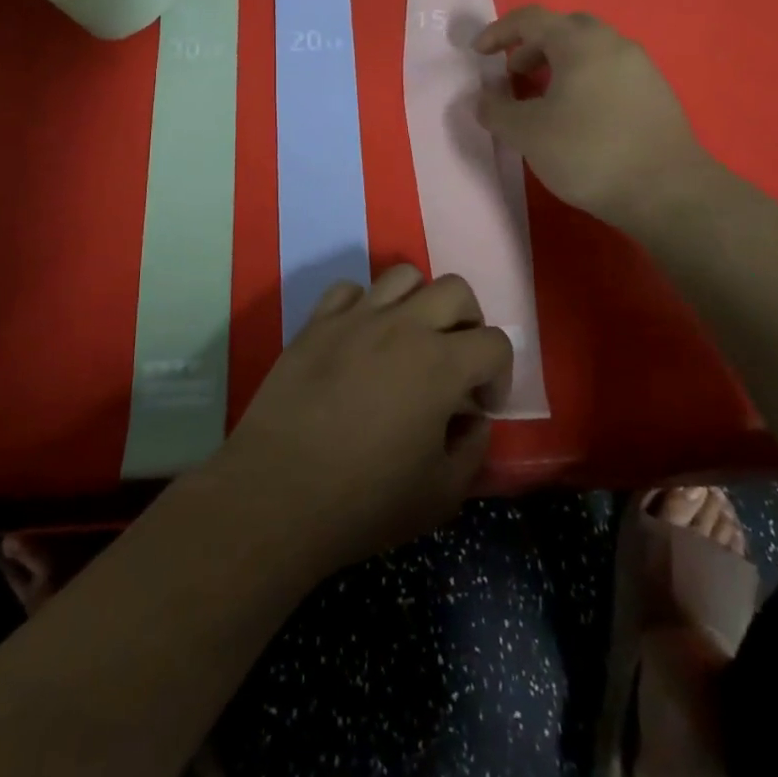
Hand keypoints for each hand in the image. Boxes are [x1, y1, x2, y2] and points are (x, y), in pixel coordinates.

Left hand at [210, 266, 511, 574]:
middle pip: (456, 290)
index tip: (481, 407)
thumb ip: (473, 450)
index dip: (499, 375)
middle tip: (456, 361)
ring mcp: (356, 318)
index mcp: (441, 364)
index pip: (495, 343)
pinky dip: (365, 306)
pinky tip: (360, 340)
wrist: (277, 493)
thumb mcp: (441, 495)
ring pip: (403, 276)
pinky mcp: (316, 322)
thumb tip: (473, 420)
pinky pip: (350, 290)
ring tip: (410, 340)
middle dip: (469, 322)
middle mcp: (403, 326)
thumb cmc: (365, 500)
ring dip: (419, 303)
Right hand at [473, 6, 710, 234]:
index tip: (478, 55)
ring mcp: (640, 67)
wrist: (666, 190)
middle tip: (513, 76)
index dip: (498, 32)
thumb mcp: (528, 133)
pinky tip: (577, 118)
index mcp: (579, 42)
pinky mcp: (656, 93)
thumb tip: (484, 98)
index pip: (530, 19)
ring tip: (542, 101)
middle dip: (531, 47)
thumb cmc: (588, 152)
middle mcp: (613, 43)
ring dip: (558, 66)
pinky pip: (609, 72)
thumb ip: (496, 110)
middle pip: (564, 29)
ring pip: (589, 51)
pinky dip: (583, 81)